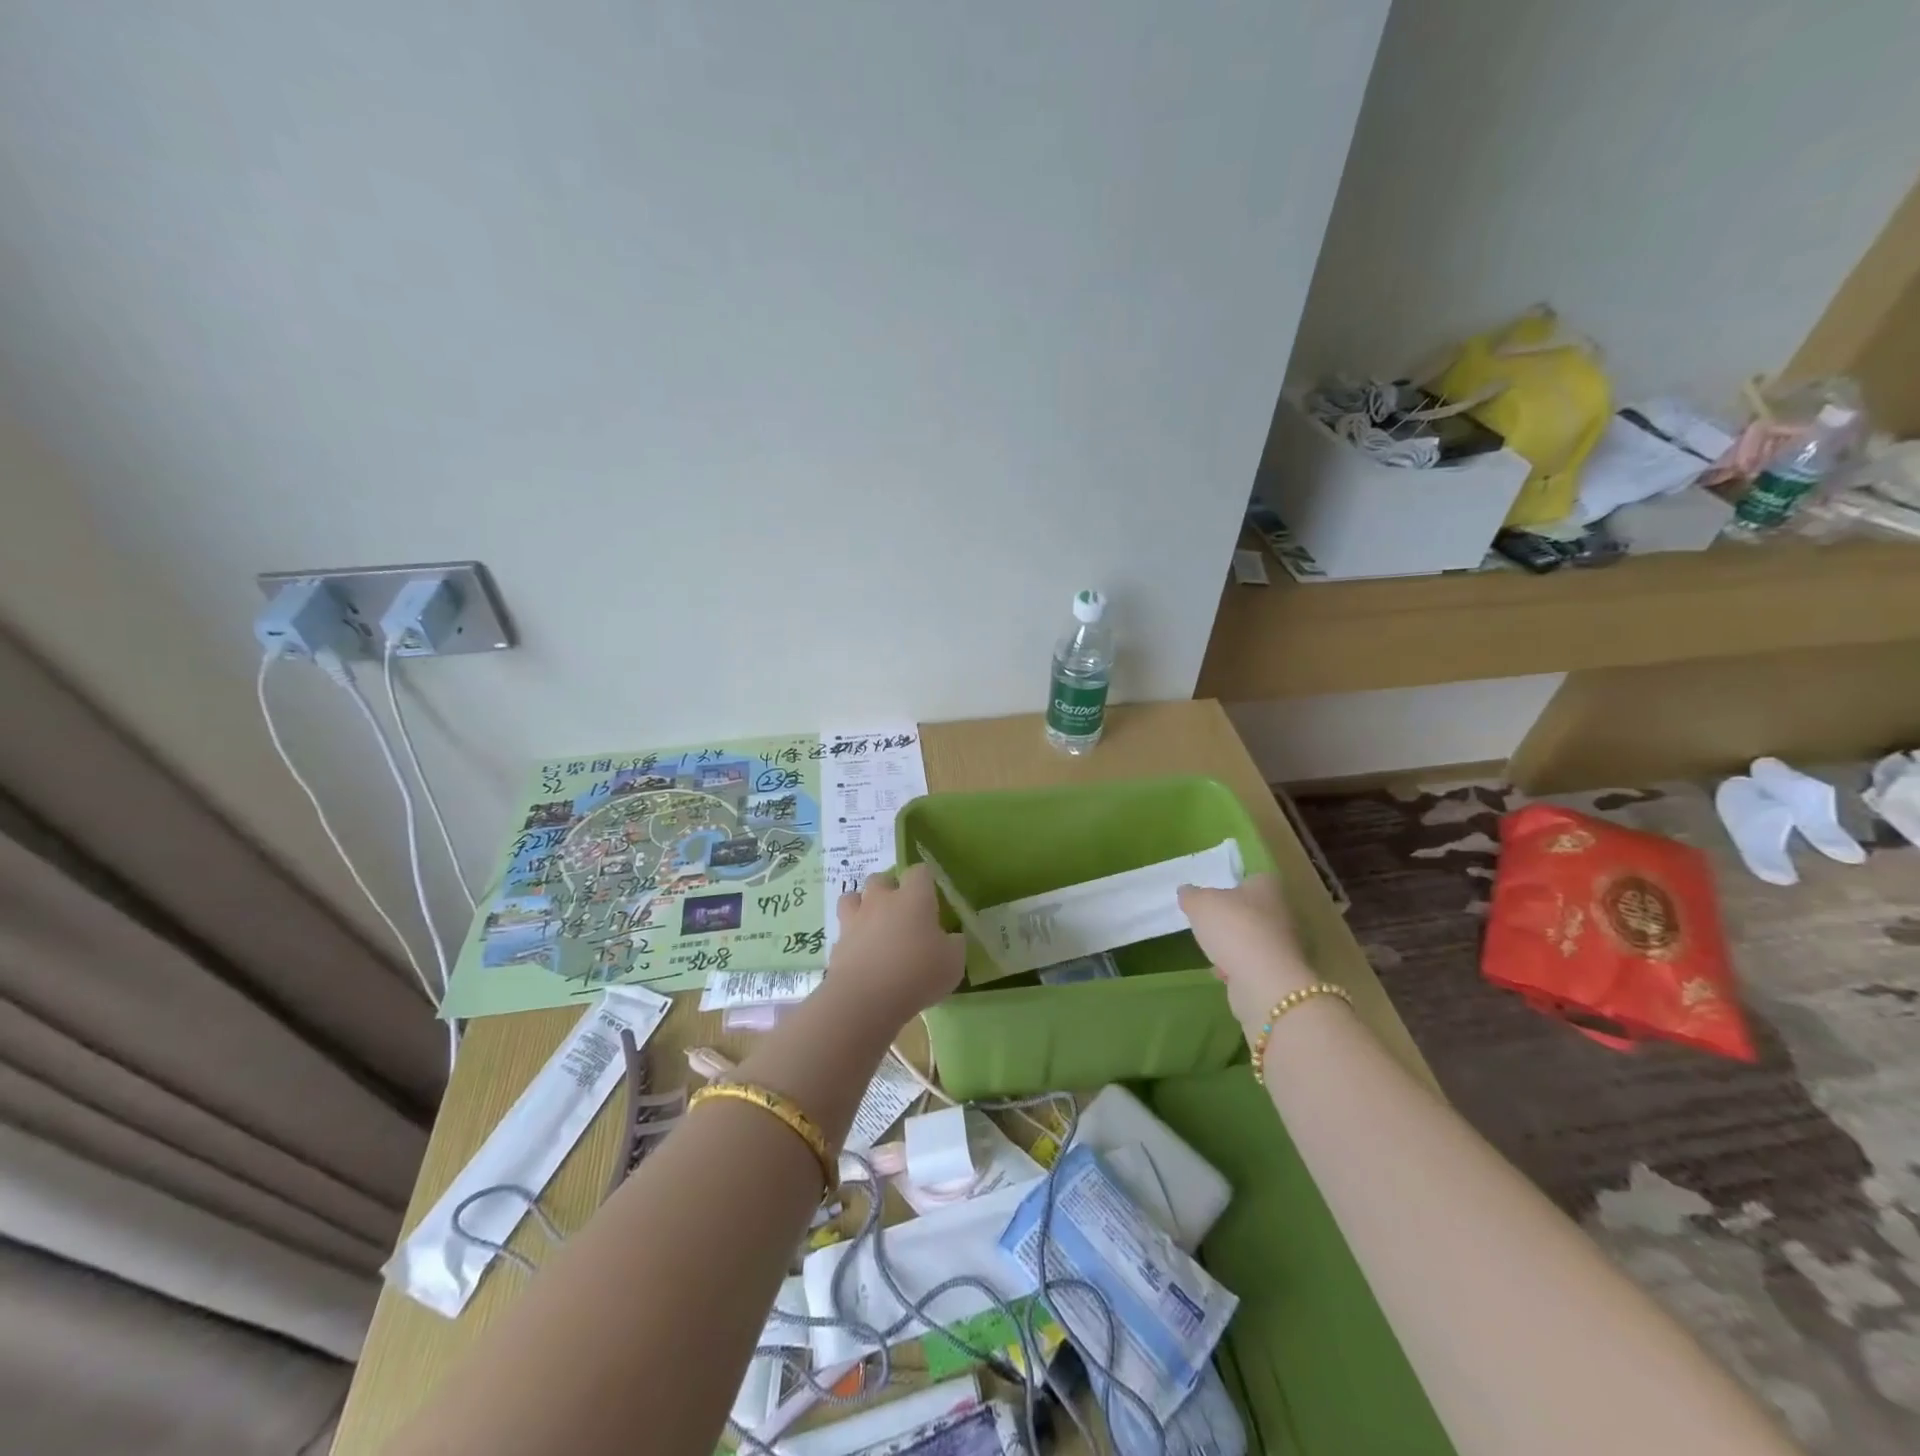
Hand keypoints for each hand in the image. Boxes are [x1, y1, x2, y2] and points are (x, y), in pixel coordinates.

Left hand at [825, 865, 965, 1025]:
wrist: (865, 999)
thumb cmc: (917, 973)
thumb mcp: (953, 962)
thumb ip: (954, 945)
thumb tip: (951, 938)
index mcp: (913, 898)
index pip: (919, 871)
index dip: (925, 880)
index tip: (932, 895)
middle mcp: (881, 900)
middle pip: (880, 878)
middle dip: (889, 889)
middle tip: (901, 912)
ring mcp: (854, 920)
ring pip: (852, 898)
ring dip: (862, 906)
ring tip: (873, 925)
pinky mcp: (836, 944)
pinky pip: (843, 931)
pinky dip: (851, 938)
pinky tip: (862, 956)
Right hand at [1179, 874, 1315, 1037]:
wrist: (1264, 982)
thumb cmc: (1233, 929)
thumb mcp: (1200, 904)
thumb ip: (1191, 895)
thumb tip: (1187, 892)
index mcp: (1268, 886)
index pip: (1252, 878)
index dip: (1232, 886)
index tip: (1212, 897)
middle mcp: (1282, 911)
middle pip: (1252, 910)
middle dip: (1232, 918)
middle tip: (1208, 923)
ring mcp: (1284, 944)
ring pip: (1253, 938)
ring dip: (1234, 945)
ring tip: (1212, 951)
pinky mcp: (1280, 972)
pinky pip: (1254, 963)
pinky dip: (1238, 968)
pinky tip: (1222, 973)